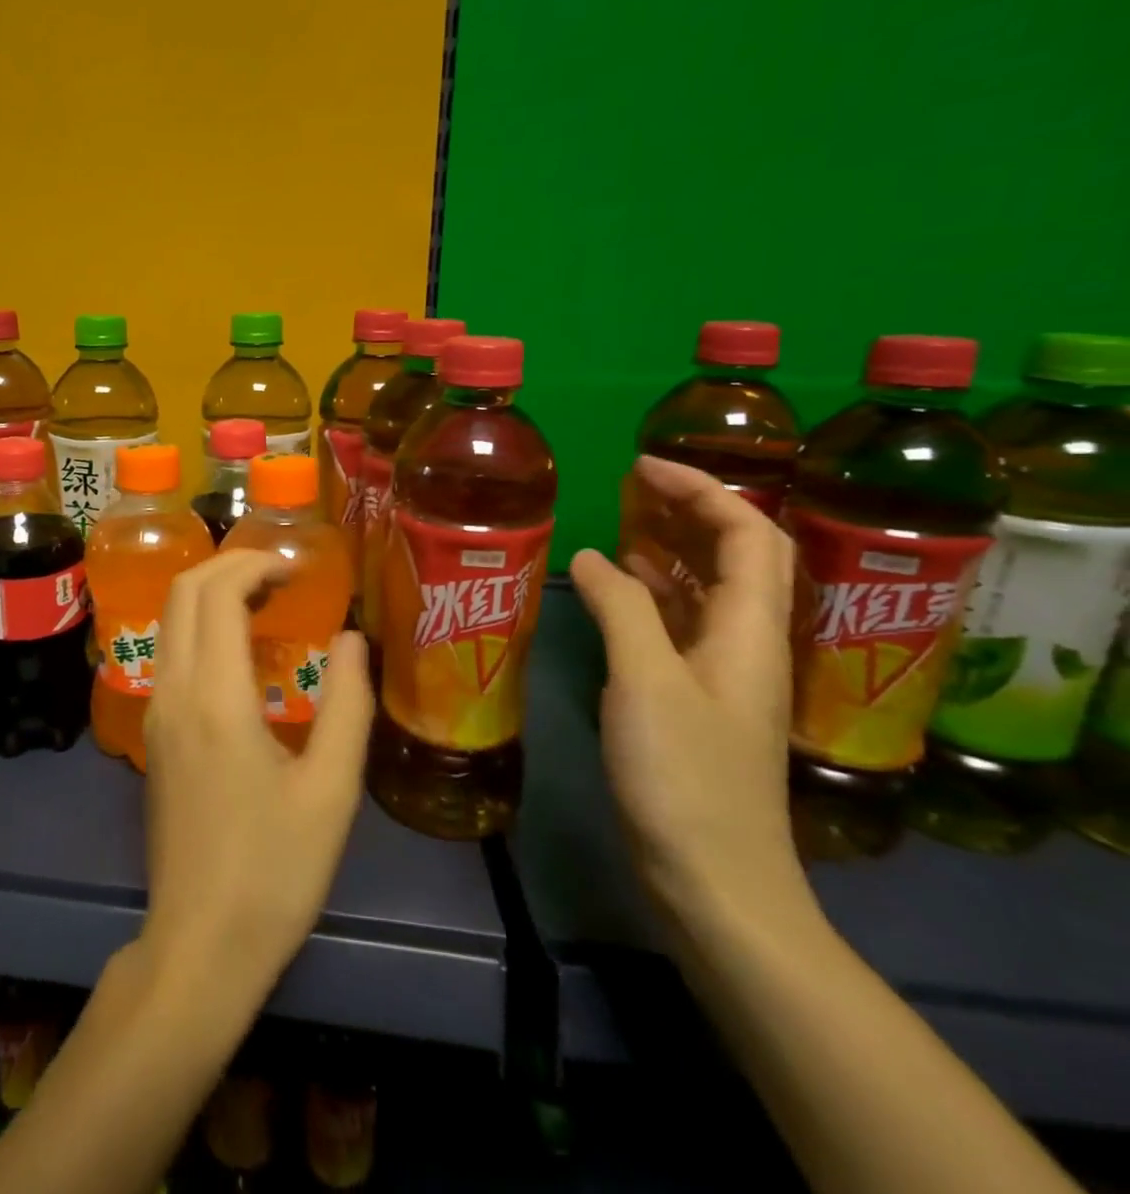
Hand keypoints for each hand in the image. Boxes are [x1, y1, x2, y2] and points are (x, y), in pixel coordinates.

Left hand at [140, 551, 374, 999]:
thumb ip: (347, 704)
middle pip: (182, 593)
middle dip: (227, 566)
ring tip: (266, 602)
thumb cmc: (275, 871)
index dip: (252, 565)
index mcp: (215, 698)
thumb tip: (353, 639)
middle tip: (281, 576)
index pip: (215, 594)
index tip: (296, 568)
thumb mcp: (331, 791)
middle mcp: (173, 691)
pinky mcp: (153, 733)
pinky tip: (240, 650)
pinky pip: (170, 652)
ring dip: (210, 594)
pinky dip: (200, 626)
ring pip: (170, 619)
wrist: (201, 943)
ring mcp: (155, 712)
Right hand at [570, 456, 809, 935]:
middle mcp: (747, 643)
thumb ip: (621, 609)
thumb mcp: (646, 681)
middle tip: (632, 486)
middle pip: (738, 555)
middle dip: (692, 510)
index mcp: (750, 630)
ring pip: (709, 589)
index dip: (703, 490)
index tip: (643, 466)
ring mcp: (723, 673)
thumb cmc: (683, 774)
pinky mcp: (696, 699)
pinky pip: (682, 624)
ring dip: (673, 548)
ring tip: (621, 523)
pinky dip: (654, 593)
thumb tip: (591, 555)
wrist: (713, 875)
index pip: (747, 534)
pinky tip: (618, 588)